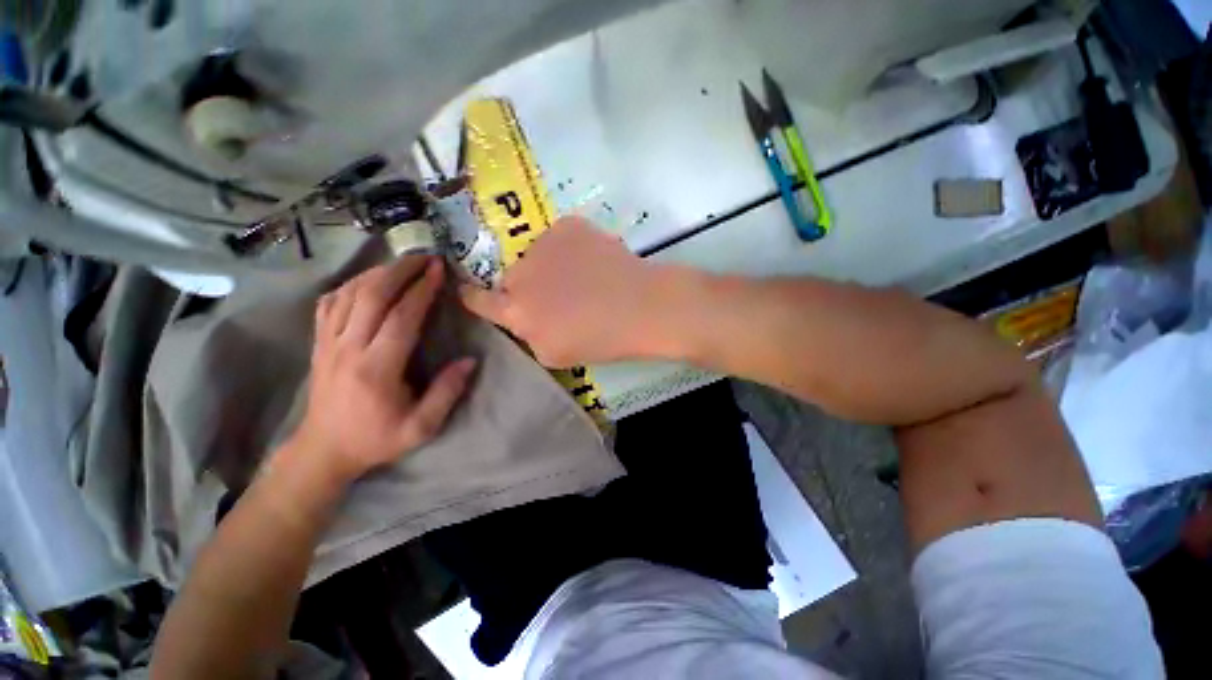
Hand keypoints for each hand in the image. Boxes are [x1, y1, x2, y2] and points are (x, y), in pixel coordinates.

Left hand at [292, 256, 475, 484]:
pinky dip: (349, 285)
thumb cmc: (377, 438)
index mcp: (377, 369)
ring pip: (348, 294)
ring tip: (401, 264)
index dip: (421, 290)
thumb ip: (447, 393)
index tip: (438, 270)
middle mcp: (348, 349)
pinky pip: (329, 303)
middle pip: (370, 296)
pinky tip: (366, 281)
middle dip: (399, 271)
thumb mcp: (421, 427)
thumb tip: (470, 361)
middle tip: (423, 257)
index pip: (400, 318)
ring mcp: (328, 343)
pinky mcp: (318, 343)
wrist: (324, 449)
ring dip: (376, 273)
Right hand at [459, 216, 660, 366]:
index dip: (472, 295)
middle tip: (557, 296)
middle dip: (525, 287)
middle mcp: (521, 274)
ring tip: (581, 278)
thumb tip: (523, 318)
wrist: (641, 307)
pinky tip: (593, 261)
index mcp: (516, 311)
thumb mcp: (554, 355)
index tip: (470, 291)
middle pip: (511, 277)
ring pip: (536, 256)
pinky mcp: (567, 226)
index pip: (476, 299)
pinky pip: (558, 238)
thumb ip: (528, 335)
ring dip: (548, 266)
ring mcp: (544, 245)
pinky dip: (569, 248)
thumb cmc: (601, 340)